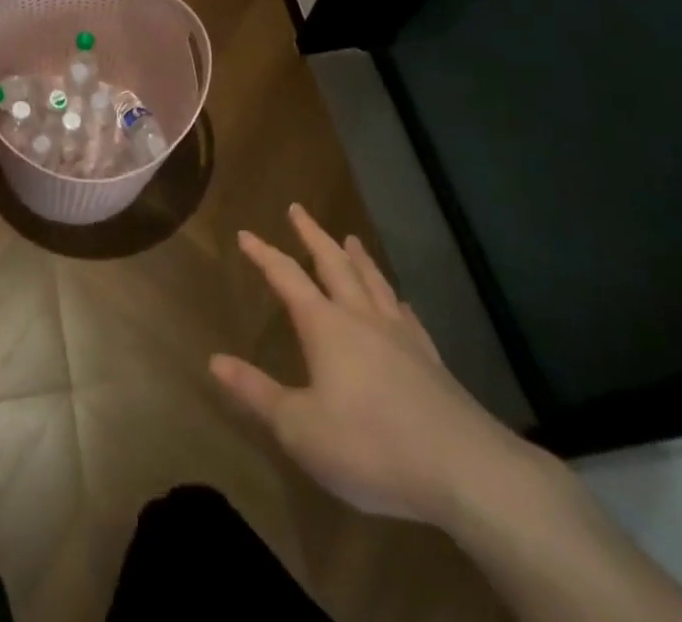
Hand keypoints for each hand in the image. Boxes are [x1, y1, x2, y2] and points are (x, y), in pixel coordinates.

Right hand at [210, 203, 523, 524]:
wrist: (466, 472)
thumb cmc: (371, 446)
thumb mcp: (300, 428)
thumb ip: (256, 393)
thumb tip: (214, 360)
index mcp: (325, 326)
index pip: (286, 276)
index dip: (263, 254)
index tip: (245, 233)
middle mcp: (361, 317)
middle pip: (333, 263)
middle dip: (312, 235)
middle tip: (297, 209)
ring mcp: (400, 336)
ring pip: (373, 281)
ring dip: (356, 256)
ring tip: (349, 238)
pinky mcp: (431, 361)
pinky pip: (406, 315)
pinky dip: (394, 299)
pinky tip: (397, 300)